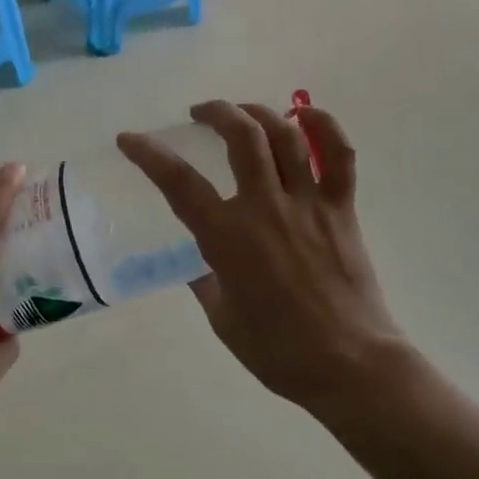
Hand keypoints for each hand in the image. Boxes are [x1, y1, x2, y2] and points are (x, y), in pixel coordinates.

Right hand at [118, 102, 407, 414]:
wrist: (349, 366)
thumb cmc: (279, 351)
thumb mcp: (223, 318)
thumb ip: (206, 279)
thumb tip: (201, 258)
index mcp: (228, 237)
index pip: (179, 183)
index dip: (149, 154)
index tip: (129, 139)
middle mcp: (265, 207)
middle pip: (240, 137)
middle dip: (215, 112)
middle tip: (200, 113)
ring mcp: (308, 203)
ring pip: (284, 136)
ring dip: (259, 112)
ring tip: (244, 112)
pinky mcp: (342, 208)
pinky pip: (339, 155)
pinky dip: (325, 126)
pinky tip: (306, 115)